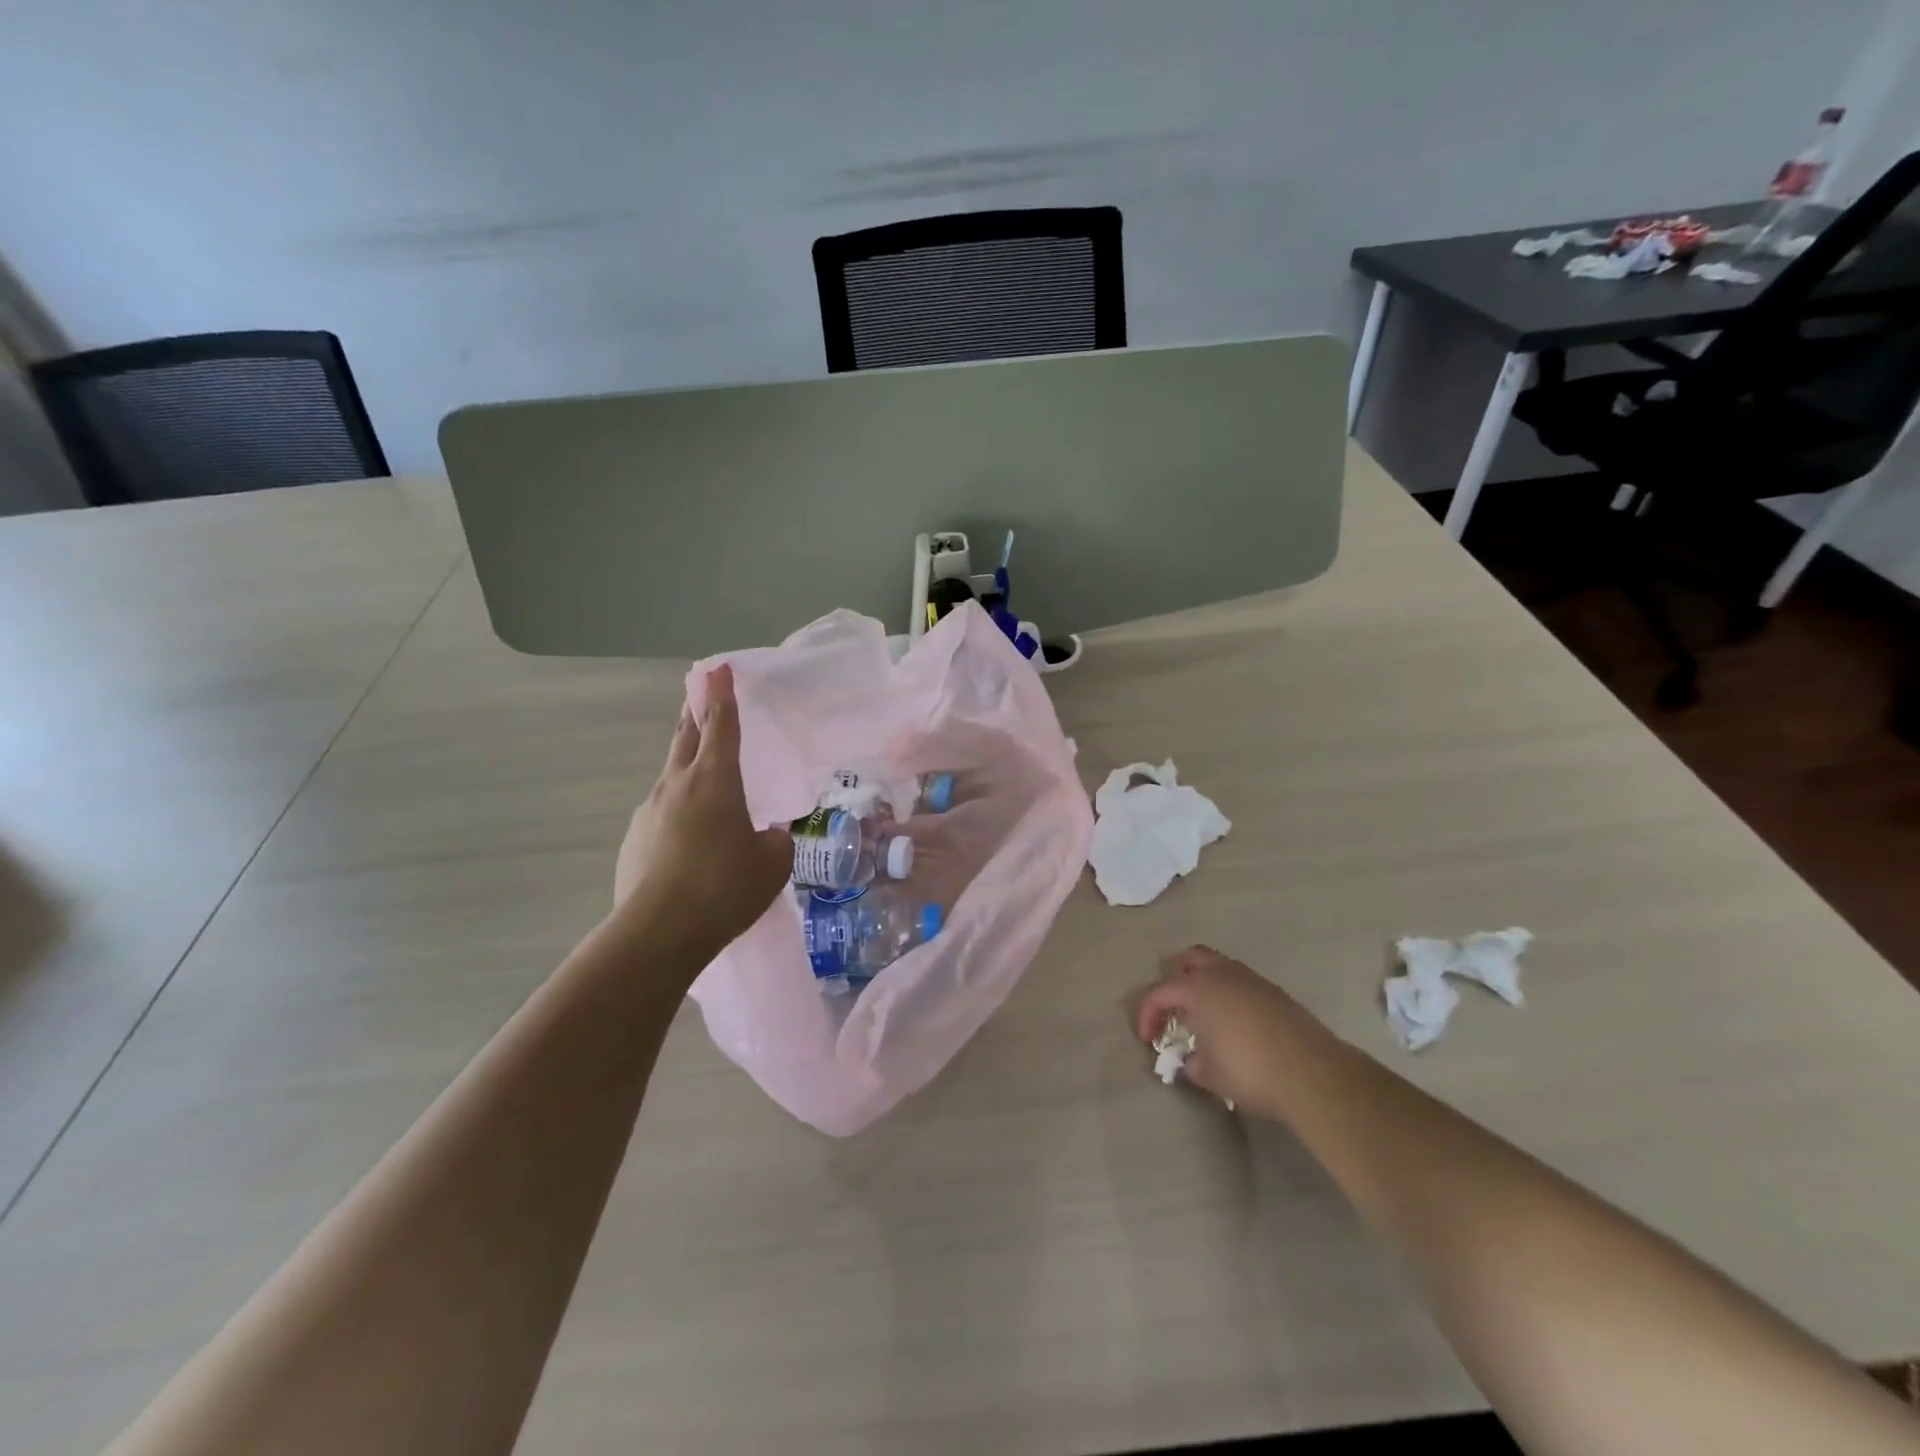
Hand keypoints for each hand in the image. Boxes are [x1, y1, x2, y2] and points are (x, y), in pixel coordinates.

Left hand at [614, 665, 791, 959]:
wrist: (659, 932)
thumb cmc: (725, 888)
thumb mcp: (772, 865)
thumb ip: (775, 841)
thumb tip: (767, 836)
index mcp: (716, 780)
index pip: (721, 724)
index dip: (722, 694)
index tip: (718, 667)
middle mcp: (678, 784)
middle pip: (686, 736)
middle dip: (696, 712)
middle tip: (701, 695)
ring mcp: (650, 810)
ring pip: (672, 774)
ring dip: (688, 764)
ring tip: (706, 778)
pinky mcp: (635, 839)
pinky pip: (663, 811)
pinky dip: (679, 810)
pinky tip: (690, 839)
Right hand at [1136, 946, 1323, 1119]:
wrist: (1312, 1073)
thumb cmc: (1250, 1070)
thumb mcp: (1211, 1075)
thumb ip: (1193, 1064)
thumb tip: (1192, 1061)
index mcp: (1197, 988)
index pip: (1159, 992)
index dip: (1148, 1015)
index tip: (1149, 1040)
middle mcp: (1222, 974)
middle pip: (1190, 959)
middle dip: (1176, 979)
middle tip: (1176, 1008)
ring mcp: (1252, 980)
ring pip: (1220, 967)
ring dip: (1206, 985)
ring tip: (1206, 1017)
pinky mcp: (1276, 993)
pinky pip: (1243, 983)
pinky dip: (1231, 996)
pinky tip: (1237, 1025)